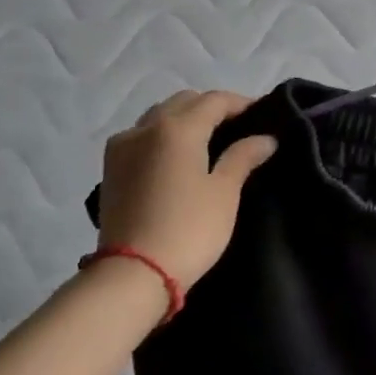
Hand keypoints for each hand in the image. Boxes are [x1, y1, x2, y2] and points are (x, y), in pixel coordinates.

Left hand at [95, 90, 277, 288]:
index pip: (214, 100)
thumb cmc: (189, 229)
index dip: (240, 102)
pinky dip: (163, 135)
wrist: (133, 273)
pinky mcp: (110, 168)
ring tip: (208, 139)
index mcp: (177, 128)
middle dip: (211, 107)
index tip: (262, 113)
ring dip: (185, 118)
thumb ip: (243, 157)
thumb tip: (265, 138)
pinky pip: (142, 135)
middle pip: (184, 102)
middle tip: (237, 126)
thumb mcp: (224, 192)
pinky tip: (177, 156)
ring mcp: (122, 147)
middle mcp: (145, 128)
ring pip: (159, 116)